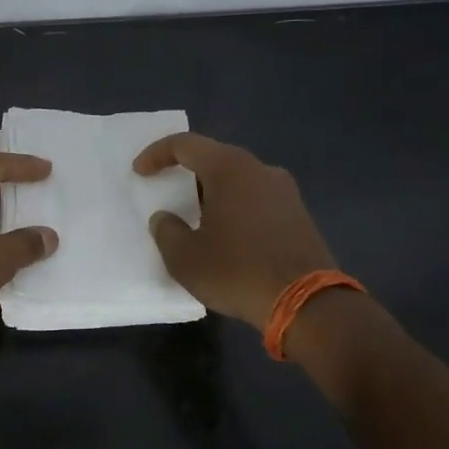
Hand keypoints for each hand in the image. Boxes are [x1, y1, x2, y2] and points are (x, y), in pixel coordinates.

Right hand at [133, 133, 338, 330]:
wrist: (308, 304)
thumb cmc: (237, 271)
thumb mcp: (185, 258)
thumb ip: (167, 231)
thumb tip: (165, 219)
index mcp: (229, 169)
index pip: (185, 144)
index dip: (157, 154)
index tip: (139, 172)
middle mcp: (260, 170)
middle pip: (214, 158)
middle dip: (186, 173)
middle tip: (167, 193)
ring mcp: (285, 192)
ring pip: (238, 180)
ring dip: (212, 193)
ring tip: (195, 218)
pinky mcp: (298, 215)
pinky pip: (256, 199)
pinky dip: (235, 208)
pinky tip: (226, 235)